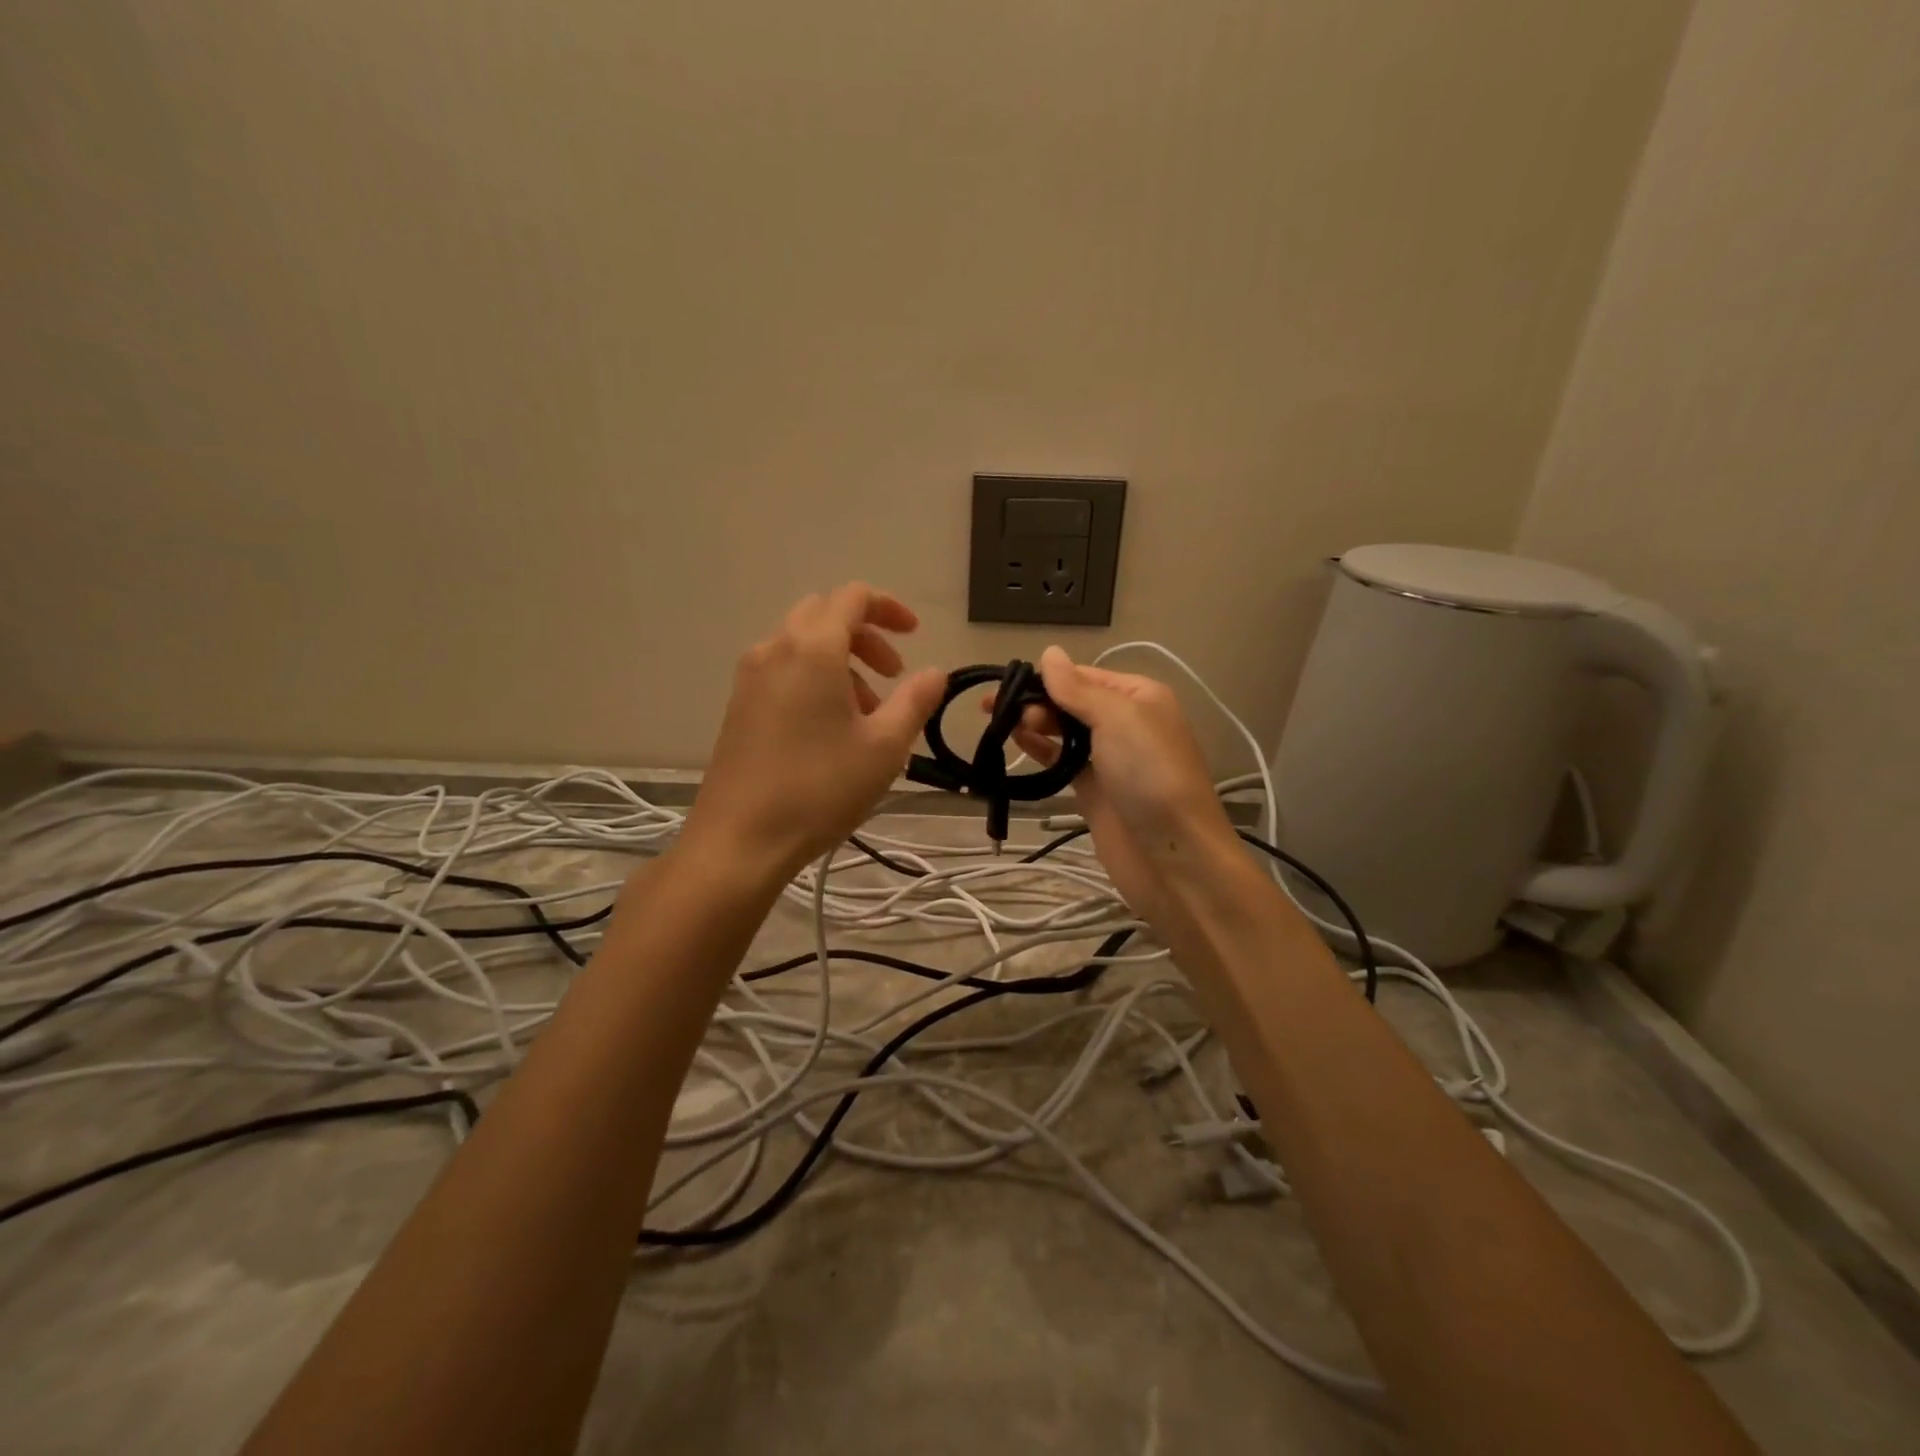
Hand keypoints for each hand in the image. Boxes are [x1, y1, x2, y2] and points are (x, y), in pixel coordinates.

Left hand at [679, 584, 947, 884]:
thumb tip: (935, 673)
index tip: (915, 636)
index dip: (890, 608)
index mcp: (813, 648)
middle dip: (866, 636)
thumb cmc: (820, 789)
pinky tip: (830, 729)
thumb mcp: (884, 747)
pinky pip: (783, 670)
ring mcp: (750, 677)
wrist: (740, 840)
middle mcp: (775, 649)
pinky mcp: (738, 705)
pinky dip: (814, 678)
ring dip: (842, 661)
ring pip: (803, 644)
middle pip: (825, 615)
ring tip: (867, 713)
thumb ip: (915, 701)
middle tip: (894, 675)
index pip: (853, 597)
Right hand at [1001, 645, 1239, 926]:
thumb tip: (1049, 652)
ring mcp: (1108, 758)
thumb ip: (1078, 688)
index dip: (1047, 677)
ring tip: (1004, 725)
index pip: (1084, 675)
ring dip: (1035, 724)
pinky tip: (1016, 742)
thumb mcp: (1118, 718)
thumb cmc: (1149, 774)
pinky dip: (1039, 750)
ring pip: (1063, 731)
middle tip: (1000, 710)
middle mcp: (1125, 722)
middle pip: (1072, 701)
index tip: (1007, 682)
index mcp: (1139, 696)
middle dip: (1037, 700)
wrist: (1172, 855)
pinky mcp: (1093, 790)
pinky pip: (1061, 761)